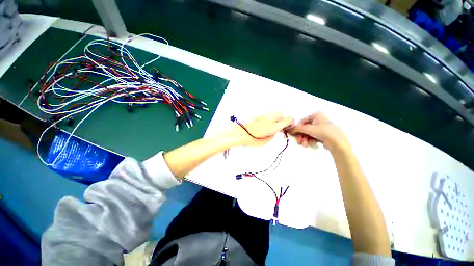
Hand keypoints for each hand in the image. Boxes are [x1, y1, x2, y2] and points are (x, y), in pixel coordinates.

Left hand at [227, 113, 293, 146]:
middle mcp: (269, 118)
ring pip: (273, 111)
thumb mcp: (265, 142)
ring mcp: (263, 115)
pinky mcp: (258, 114)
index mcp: (272, 127)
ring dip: (275, 116)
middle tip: (279, 124)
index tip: (289, 124)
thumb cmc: (251, 140)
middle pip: (280, 113)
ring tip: (271, 123)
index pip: (286, 120)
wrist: (239, 134)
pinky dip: (268, 116)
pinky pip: (267, 113)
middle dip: (282, 118)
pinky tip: (264, 122)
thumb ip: (272, 135)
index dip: (289, 122)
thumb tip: (275, 131)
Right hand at [287, 112, 348, 150]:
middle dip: (301, 136)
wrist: (338, 143)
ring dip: (305, 139)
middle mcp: (318, 120)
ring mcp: (321, 128)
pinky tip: (312, 144)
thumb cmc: (323, 131)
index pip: (302, 121)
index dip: (297, 128)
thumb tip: (288, 129)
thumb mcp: (308, 129)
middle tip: (299, 141)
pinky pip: (313, 137)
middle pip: (305, 128)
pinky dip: (311, 140)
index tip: (293, 134)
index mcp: (316, 115)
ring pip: (308, 133)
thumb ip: (297, 128)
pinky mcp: (323, 135)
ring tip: (305, 144)